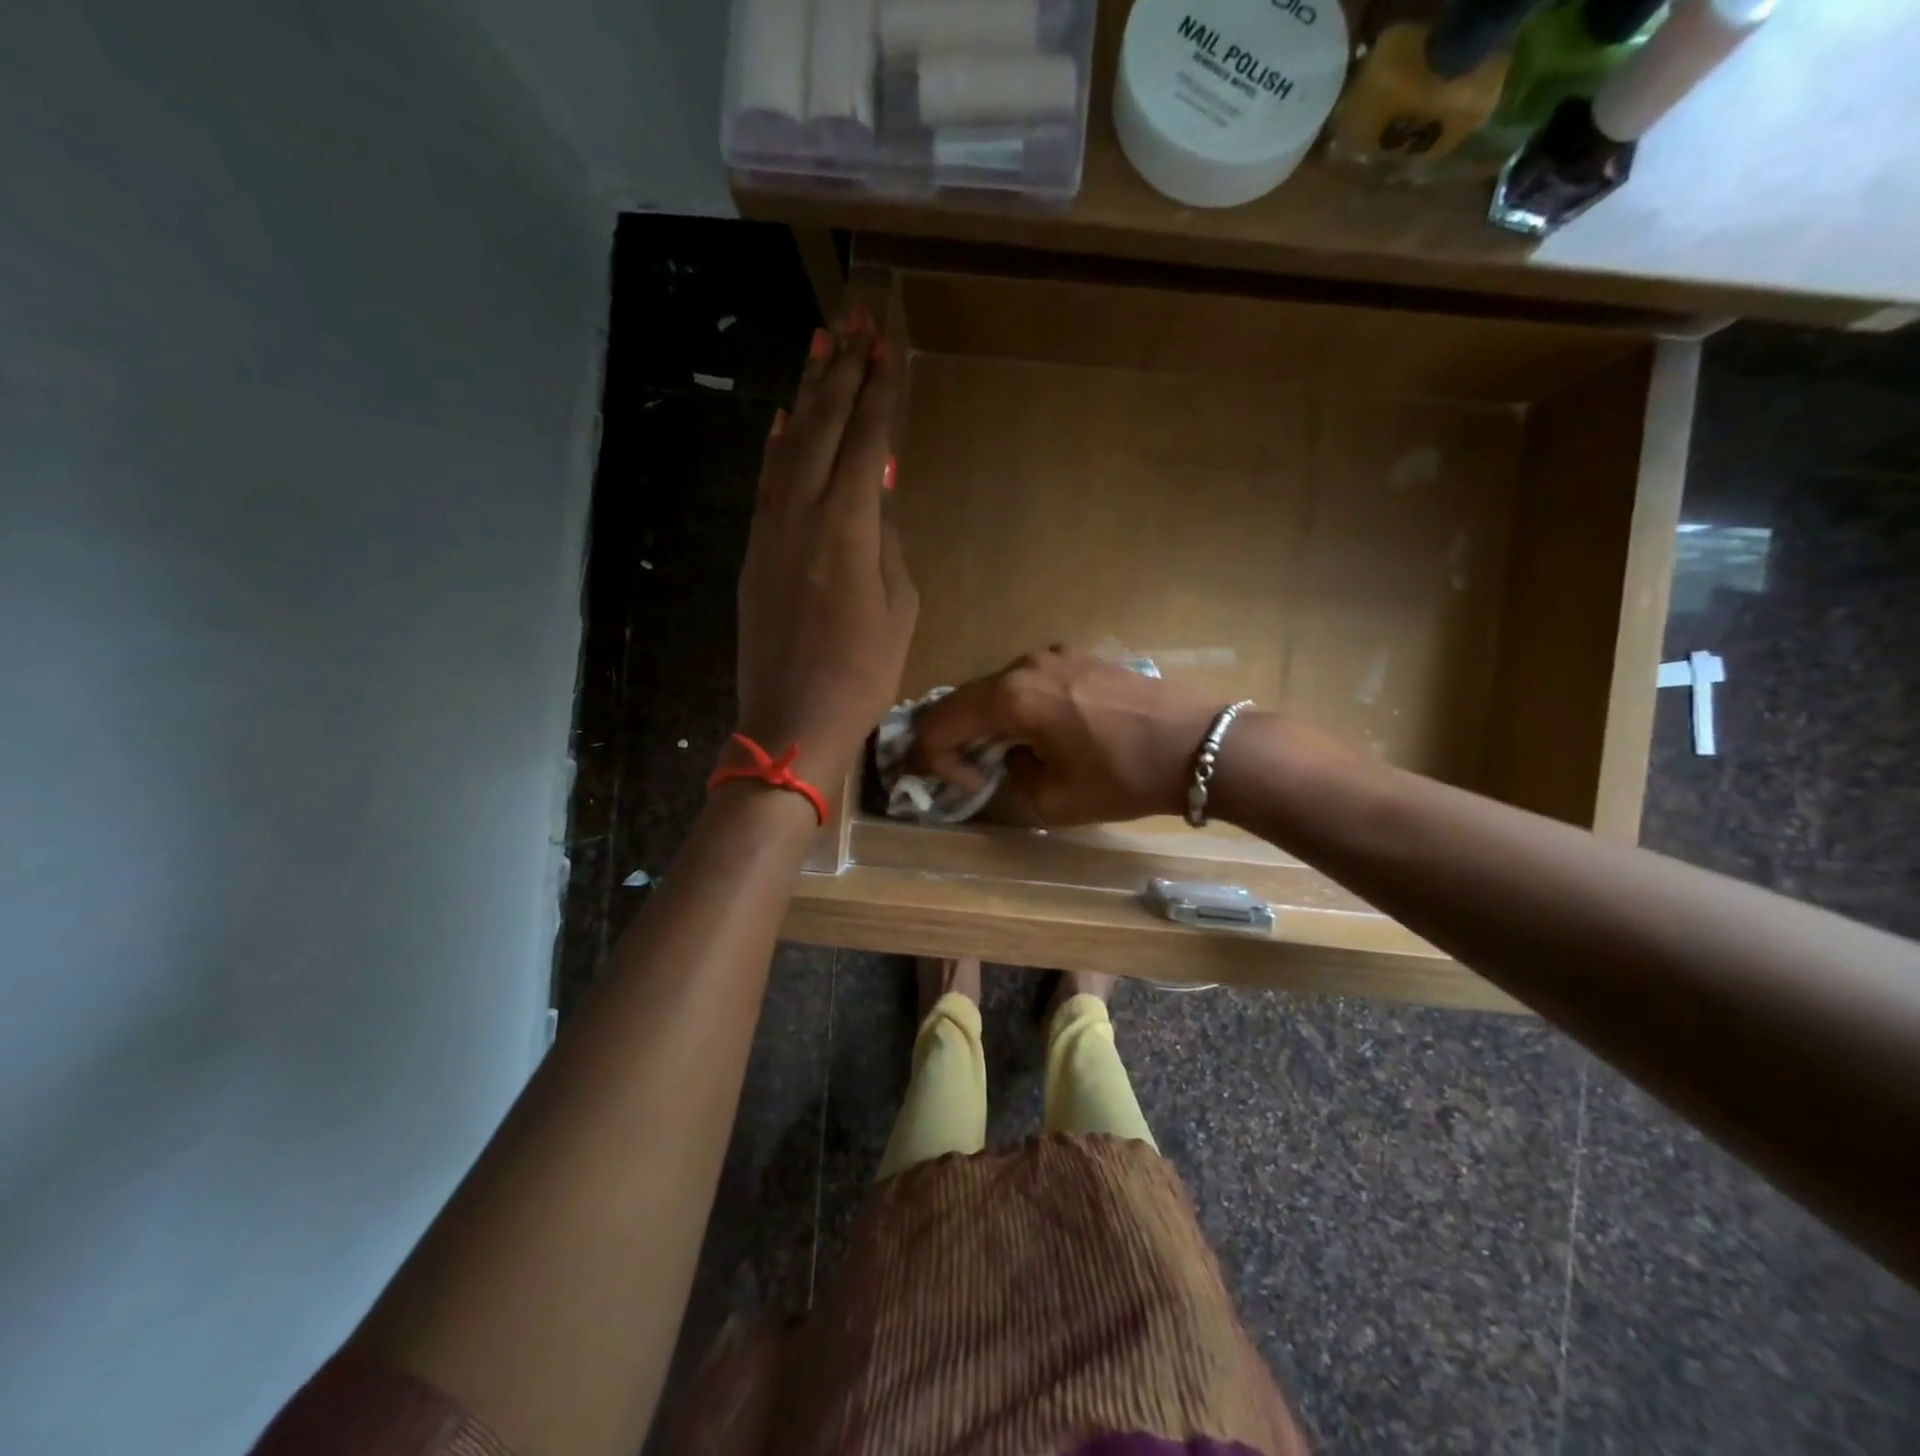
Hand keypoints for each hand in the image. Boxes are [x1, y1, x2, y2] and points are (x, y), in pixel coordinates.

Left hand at [735, 309, 917, 788]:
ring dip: (805, 395)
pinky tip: (783, 420)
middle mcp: (800, 514)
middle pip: (820, 428)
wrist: (792, 717)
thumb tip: (873, 498)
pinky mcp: (754, 550)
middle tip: (853, 321)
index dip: (877, 393)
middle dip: (840, 372)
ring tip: (820, 348)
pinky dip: (777, 444)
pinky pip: (766, 481)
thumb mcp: (898, 608)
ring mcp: (769, 530)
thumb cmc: (862, 672)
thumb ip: (887, 543)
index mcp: (845, 527)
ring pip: (787, 446)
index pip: (863, 442)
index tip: (885, 347)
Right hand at [909, 647, 1224, 825]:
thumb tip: (1013, 756)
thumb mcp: (1053, 800)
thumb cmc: (1123, 778)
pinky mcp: (1082, 655)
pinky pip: (1034, 680)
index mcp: (1010, 698)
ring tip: (1014, 752)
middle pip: (966, 699)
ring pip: (1000, 687)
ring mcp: (1055, 655)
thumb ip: (1013, 775)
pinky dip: (1024, 705)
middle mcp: (1025, 665)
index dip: (938, 759)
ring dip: (993, 720)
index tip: (966, 786)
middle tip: (973, 771)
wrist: (1198, 745)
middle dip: (959, 737)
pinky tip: (1050, 729)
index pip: (942, 723)